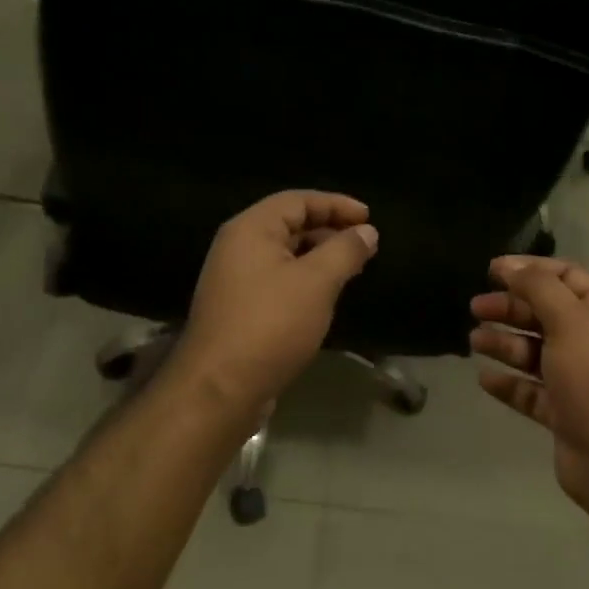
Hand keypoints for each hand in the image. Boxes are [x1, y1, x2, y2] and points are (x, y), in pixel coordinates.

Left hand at [172, 191, 378, 417]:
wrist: (219, 388)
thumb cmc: (271, 324)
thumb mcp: (317, 282)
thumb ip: (345, 251)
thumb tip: (366, 231)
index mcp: (251, 229)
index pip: (298, 200)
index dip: (336, 204)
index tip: (369, 218)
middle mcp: (237, 247)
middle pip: (288, 224)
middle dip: (328, 230)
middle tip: (364, 244)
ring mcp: (234, 279)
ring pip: (283, 254)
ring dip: (318, 257)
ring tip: (351, 269)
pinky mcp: (238, 308)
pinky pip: (276, 280)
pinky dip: (303, 279)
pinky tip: (324, 297)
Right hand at [470, 256, 588, 509]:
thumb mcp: (570, 320)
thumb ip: (538, 287)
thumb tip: (510, 266)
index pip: (566, 277)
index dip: (530, 269)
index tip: (492, 270)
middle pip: (545, 314)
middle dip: (510, 307)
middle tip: (476, 307)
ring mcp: (578, 380)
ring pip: (534, 353)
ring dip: (505, 343)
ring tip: (474, 340)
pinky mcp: (563, 413)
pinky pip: (530, 391)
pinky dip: (508, 383)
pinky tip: (485, 378)